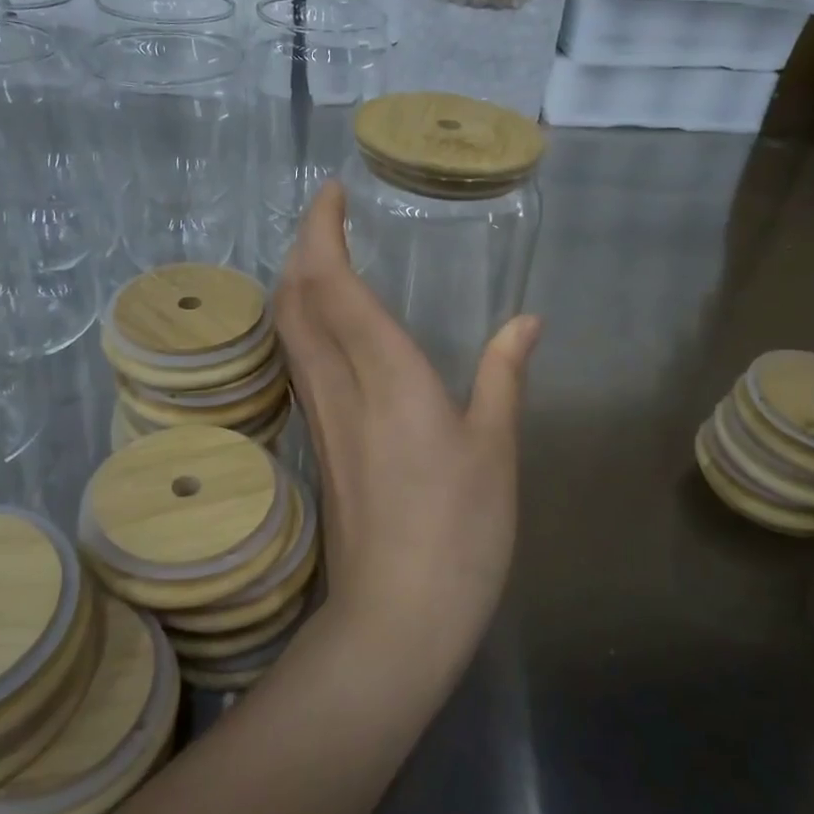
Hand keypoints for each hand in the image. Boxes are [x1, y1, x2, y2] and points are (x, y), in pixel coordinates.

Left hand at [275, 182, 539, 661]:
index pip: (333, 284)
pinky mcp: (317, 444)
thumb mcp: (495, 449)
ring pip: (288, 331)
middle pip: (295, 299)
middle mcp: (338, 385)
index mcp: (386, 375)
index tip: (332, 194)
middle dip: (302, 247)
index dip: (323, 231)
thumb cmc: (459, 532)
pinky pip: (298, 363)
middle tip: (327, 218)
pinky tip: (328, 328)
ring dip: (296, 283)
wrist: (395, 619)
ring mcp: (319, 417)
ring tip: (325, 258)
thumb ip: (504, 376)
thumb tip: (526, 322)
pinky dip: (302, 324)